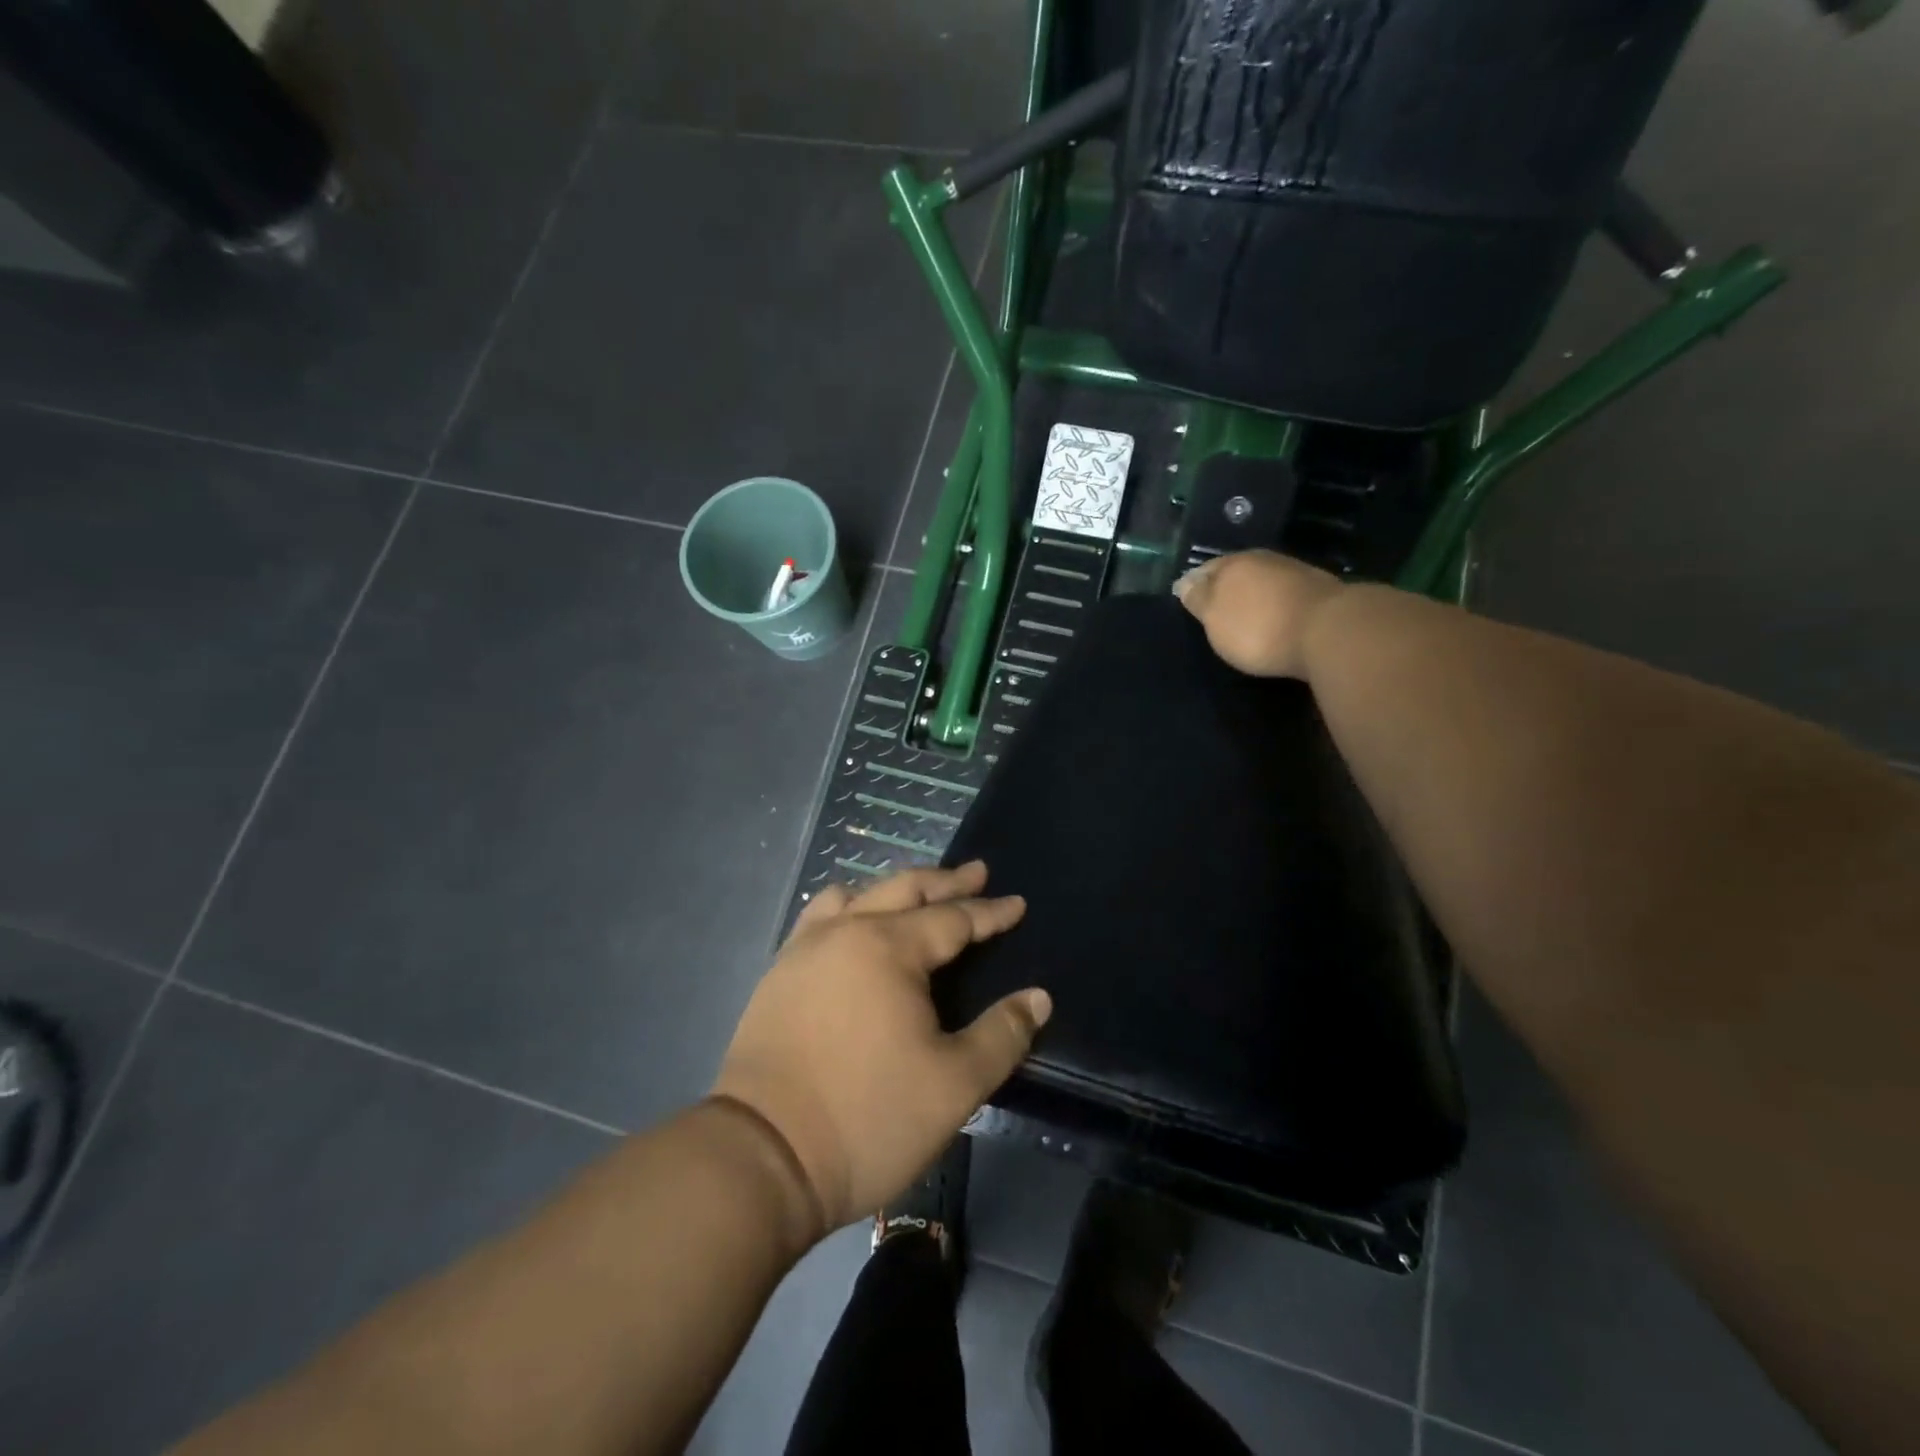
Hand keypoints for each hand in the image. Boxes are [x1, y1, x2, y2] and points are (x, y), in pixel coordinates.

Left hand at [712, 862, 1049, 1234]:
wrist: (763, 1156)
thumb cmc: (868, 1117)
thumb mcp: (954, 1085)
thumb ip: (1002, 1035)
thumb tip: (1037, 997)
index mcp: (890, 948)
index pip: (952, 918)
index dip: (989, 912)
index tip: (1016, 904)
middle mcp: (846, 931)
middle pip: (905, 889)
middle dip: (946, 881)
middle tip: (976, 873)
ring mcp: (805, 949)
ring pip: (858, 895)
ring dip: (895, 889)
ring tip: (916, 895)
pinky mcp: (778, 973)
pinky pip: (820, 917)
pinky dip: (849, 907)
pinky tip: (853, 925)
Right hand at [1173, 550, 1343, 679]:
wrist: (1330, 631)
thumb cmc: (1259, 627)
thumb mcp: (1215, 618)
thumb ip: (1198, 599)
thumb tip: (1184, 582)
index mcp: (1233, 564)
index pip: (1204, 570)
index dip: (1194, 584)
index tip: (1187, 599)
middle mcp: (1264, 560)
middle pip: (1236, 571)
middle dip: (1225, 586)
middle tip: (1215, 608)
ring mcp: (1295, 573)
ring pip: (1263, 580)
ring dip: (1253, 594)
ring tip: (1245, 615)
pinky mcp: (1320, 591)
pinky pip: (1285, 593)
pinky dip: (1276, 603)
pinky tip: (1274, 617)